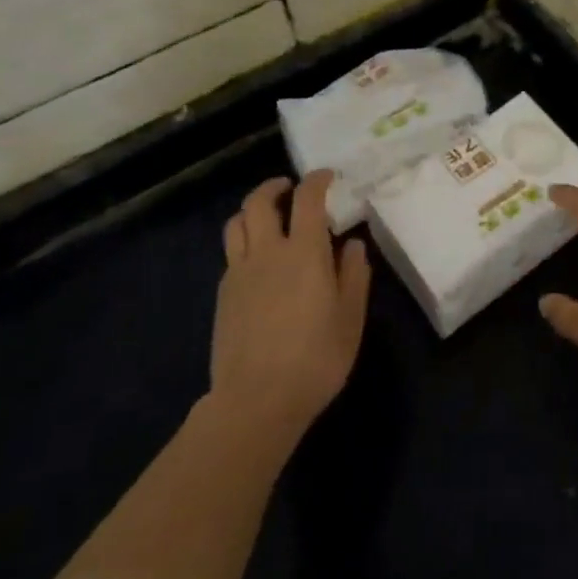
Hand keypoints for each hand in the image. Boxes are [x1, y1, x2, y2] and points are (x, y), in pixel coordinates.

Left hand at [212, 170, 371, 440]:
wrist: (256, 402)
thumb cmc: (315, 359)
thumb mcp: (350, 318)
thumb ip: (353, 275)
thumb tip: (353, 244)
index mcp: (304, 252)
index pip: (307, 198)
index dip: (317, 180)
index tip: (327, 177)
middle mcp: (267, 252)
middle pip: (259, 202)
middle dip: (274, 187)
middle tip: (289, 188)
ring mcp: (239, 273)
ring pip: (236, 224)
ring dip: (253, 211)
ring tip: (268, 218)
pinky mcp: (223, 296)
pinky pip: (231, 254)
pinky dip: (245, 244)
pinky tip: (259, 262)